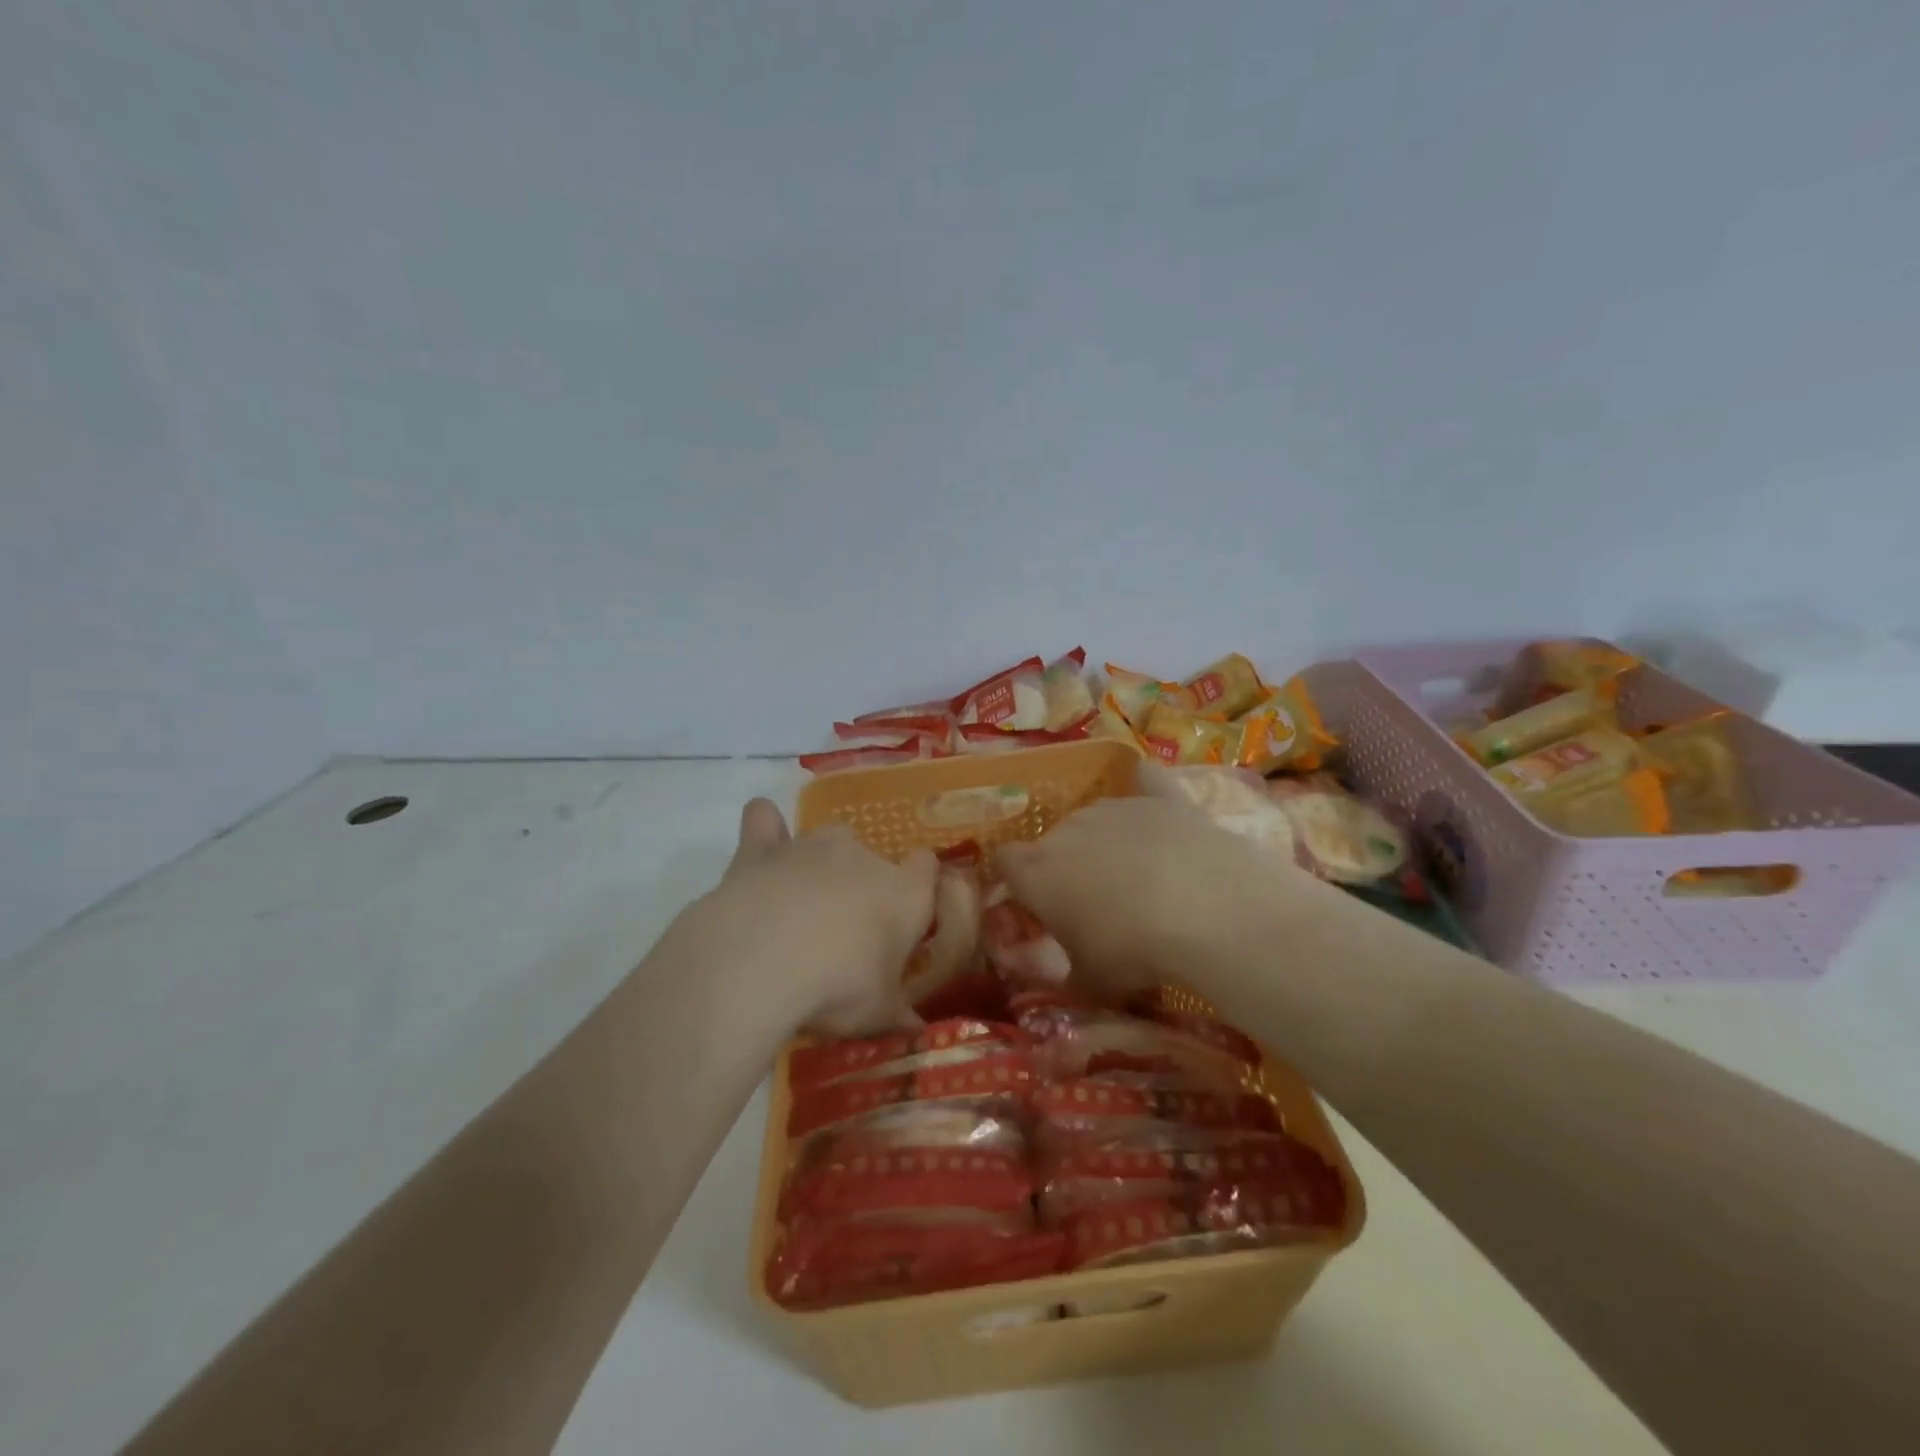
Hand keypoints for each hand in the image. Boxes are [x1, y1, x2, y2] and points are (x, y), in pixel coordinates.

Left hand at [686, 799, 937, 1036]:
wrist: (761, 961)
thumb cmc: (837, 987)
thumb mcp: (877, 1016)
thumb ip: (899, 1017)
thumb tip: (917, 1033)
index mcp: (904, 893)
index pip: (926, 867)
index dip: (919, 884)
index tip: (908, 914)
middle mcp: (863, 857)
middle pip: (872, 858)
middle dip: (861, 886)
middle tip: (844, 934)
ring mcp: (811, 846)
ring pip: (826, 841)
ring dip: (819, 866)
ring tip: (801, 907)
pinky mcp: (762, 848)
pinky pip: (764, 820)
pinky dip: (765, 830)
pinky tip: (762, 851)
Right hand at [998, 785, 1303, 1001]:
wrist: (1206, 910)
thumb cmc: (1132, 950)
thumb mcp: (1091, 981)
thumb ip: (1068, 975)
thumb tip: (1066, 978)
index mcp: (1037, 870)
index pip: (1005, 861)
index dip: (1016, 880)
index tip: (1035, 904)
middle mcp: (1068, 828)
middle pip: (1055, 840)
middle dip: (1068, 865)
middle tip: (1095, 902)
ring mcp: (1115, 806)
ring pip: (1098, 818)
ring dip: (1107, 841)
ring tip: (1140, 876)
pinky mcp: (1161, 797)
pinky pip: (1145, 782)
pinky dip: (1146, 789)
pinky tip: (1154, 799)